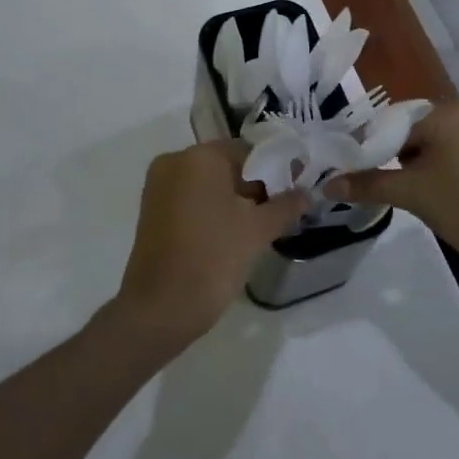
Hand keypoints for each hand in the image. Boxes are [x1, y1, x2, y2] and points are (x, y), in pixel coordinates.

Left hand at [111, 140, 306, 349]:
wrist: (161, 308)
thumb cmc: (213, 257)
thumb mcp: (258, 230)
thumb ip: (286, 205)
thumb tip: (306, 193)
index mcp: (199, 156)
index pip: (248, 150)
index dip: (276, 168)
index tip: (294, 190)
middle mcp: (174, 161)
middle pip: (227, 165)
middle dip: (255, 185)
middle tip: (281, 211)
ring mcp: (159, 186)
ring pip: (208, 183)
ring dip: (235, 199)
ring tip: (260, 226)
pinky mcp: (152, 210)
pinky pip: (191, 199)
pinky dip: (213, 209)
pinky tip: (233, 234)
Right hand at [326, 100, 458, 277]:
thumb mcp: (411, 194)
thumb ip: (368, 184)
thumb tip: (327, 185)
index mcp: (449, 110)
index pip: (396, 123)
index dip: (375, 149)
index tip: (363, 174)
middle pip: (418, 130)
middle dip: (402, 158)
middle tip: (395, 189)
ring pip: (441, 143)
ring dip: (424, 165)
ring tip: (420, 196)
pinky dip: (448, 168)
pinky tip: (447, 195)